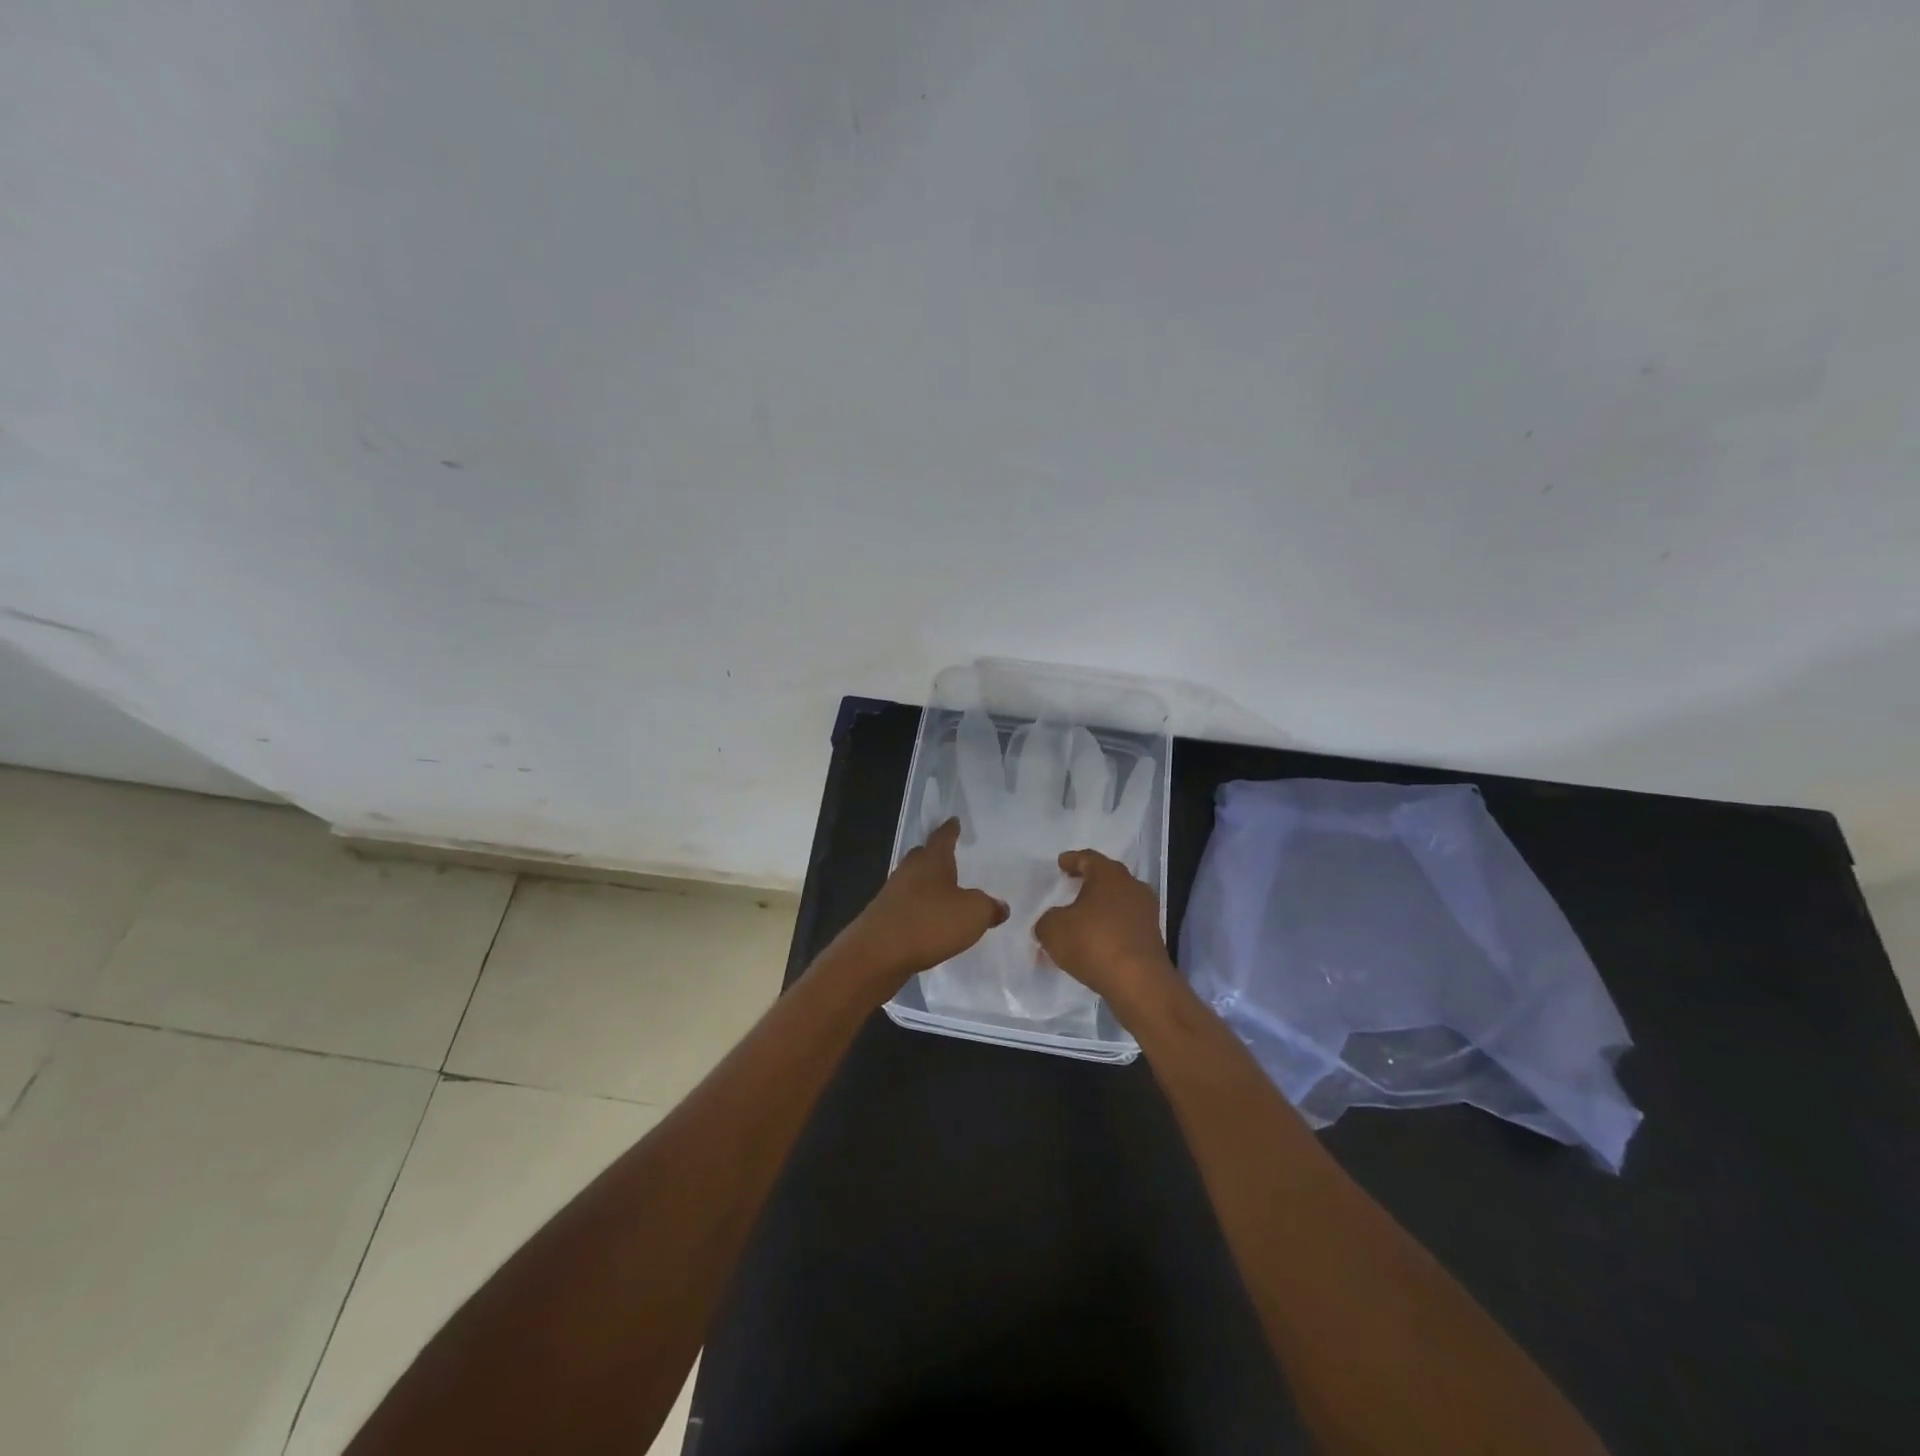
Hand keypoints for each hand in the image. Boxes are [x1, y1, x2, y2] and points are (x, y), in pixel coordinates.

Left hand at [833, 818, 1007, 993]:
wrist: (876, 954)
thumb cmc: (929, 923)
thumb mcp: (972, 914)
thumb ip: (989, 907)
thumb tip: (1000, 907)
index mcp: (931, 860)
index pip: (943, 836)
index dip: (951, 829)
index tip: (954, 821)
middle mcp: (909, 870)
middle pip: (923, 856)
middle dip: (936, 856)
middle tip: (951, 858)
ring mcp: (892, 893)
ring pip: (913, 881)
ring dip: (927, 886)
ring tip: (944, 893)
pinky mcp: (883, 917)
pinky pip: (907, 906)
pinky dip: (919, 909)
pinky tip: (929, 922)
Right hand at [1035, 848, 1176, 1007]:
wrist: (1138, 983)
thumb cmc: (1093, 943)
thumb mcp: (1053, 929)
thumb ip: (1047, 921)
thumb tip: (1053, 922)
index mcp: (1109, 875)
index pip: (1088, 859)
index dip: (1072, 860)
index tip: (1062, 863)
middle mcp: (1132, 887)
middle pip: (1108, 878)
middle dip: (1089, 882)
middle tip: (1072, 884)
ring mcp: (1146, 913)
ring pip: (1118, 902)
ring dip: (1100, 908)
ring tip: (1081, 918)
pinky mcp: (1152, 938)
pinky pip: (1125, 925)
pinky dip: (1109, 929)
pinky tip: (1095, 942)